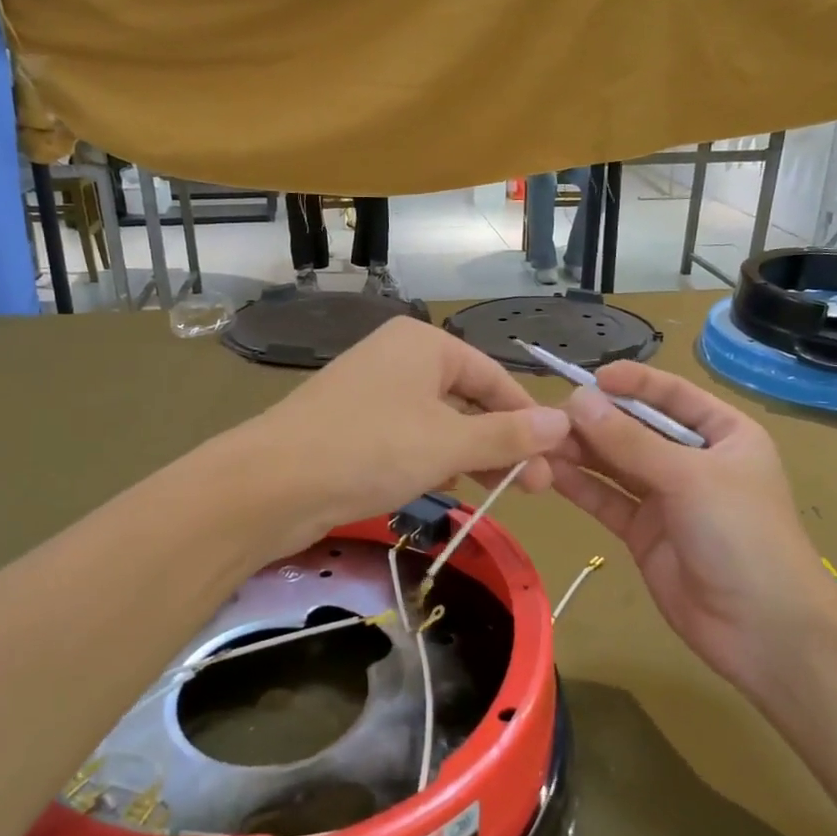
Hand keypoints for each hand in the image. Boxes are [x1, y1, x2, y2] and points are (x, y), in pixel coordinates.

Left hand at [237, 319, 571, 556]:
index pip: (493, 377)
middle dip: (501, 443)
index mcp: (424, 343)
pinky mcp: (352, 426)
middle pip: (467, 399)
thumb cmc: (370, 450)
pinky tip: (447, 488)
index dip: (527, 419)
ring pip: (438, 422)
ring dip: (470, 454)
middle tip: (533, 488)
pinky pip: (408, 438)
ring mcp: (371, 392)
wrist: (272, 485)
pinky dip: (433, 460)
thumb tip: (564, 421)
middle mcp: (398, 358)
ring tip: (498, 491)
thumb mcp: (449, 443)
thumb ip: (508, 435)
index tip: (554, 461)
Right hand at [548, 364, 836, 698]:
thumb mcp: (688, 477)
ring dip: (582, 452)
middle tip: (550, 414)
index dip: (633, 383)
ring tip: (540, 440)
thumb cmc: (741, 535)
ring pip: (617, 465)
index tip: (590, 378)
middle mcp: (693, 460)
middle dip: (598, 420)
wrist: (762, 629)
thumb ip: (629, 441)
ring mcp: (667, 498)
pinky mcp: (643, 533)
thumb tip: (577, 401)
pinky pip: (608, 500)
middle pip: (638, 429)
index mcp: (724, 434)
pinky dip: (581, 487)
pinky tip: (550, 472)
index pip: (673, 395)